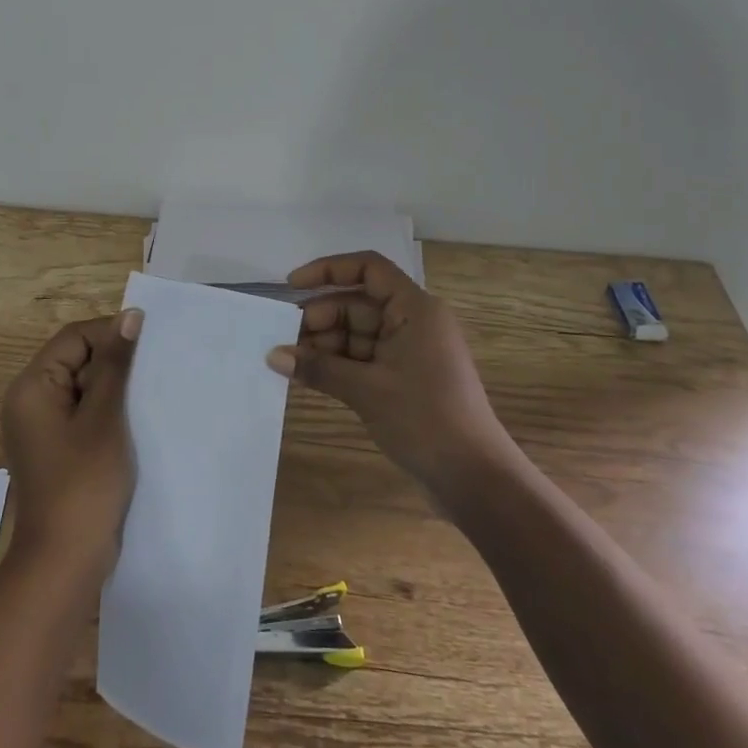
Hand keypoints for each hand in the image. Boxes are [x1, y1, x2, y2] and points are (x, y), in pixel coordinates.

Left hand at [1, 310, 141, 575]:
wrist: (65, 562)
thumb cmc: (84, 484)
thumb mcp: (104, 417)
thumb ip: (115, 365)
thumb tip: (130, 316)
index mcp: (33, 387)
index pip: (74, 338)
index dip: (111, 333)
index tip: (151, 342)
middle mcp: (31, 401)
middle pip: (76, 360)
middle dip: (115, 362)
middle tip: (155, 368)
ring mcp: (43, 428)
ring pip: (84, 388)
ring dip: (115, 388)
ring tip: (151, 392)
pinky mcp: (57, 450)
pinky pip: (83, 415)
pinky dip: (108, 412)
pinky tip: (137, 420)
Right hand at [266, 252, 517, 498]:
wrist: (475, 478)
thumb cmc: (425, 419)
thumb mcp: (367, 390)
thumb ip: (318, 368)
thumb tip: (272, 356)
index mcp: (414, 309)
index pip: (368, 269)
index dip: (328, 270)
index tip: (291, 286)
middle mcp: (413, 322)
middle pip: (357, 304)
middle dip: (320, 318)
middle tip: (282, 339)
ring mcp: (409, 351)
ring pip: (357, 333)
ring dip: (324, 345)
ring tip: (288, 361)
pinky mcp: (404, 378)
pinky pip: (363, 359)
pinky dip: (337, 364)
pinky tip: (307, 375)